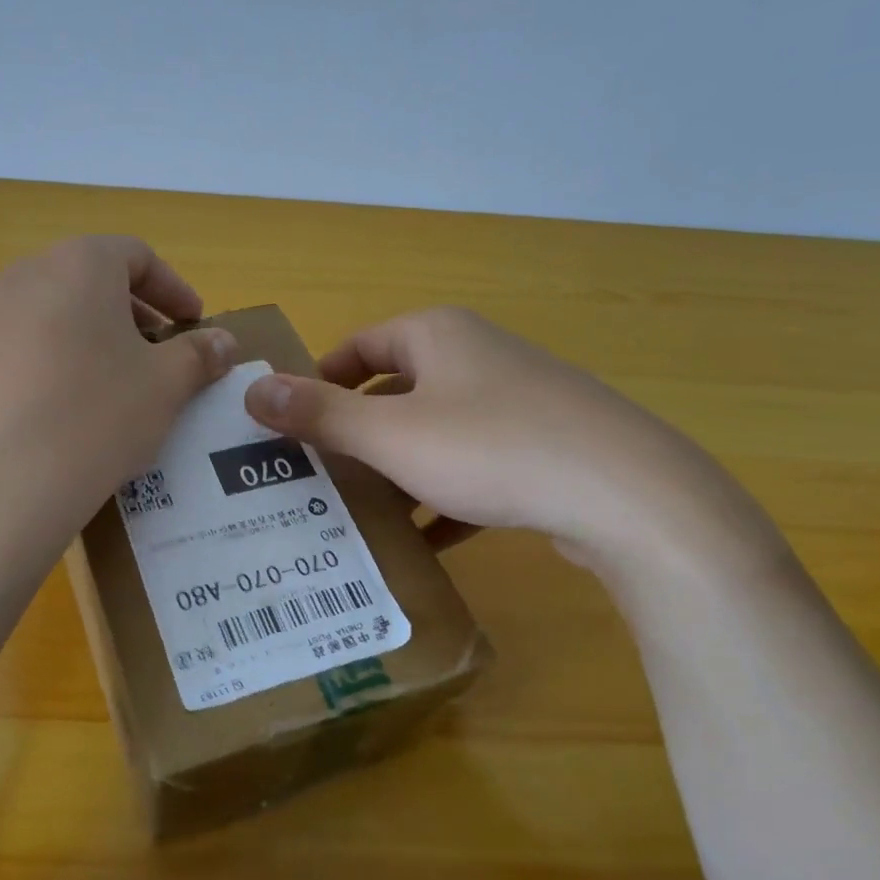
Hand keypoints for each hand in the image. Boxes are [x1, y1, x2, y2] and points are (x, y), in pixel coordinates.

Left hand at [0, 236, 237, 557]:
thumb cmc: (95, 417)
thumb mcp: (165, 387)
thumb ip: (199, 355)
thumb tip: (223, 341)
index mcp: (77, 266)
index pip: (135, 255)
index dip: (172, 288)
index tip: (193, 323)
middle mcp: (19, 279)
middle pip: (85, 283)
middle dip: (128, 316)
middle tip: (154, 356)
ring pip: (45, 320)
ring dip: (83, 343)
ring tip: (106, 391)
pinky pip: (10, 358)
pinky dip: (43, 373)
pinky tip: (55, 422)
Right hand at [242, 307, 773, 575]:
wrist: (627, 496)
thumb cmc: (492, 448)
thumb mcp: (392, 435)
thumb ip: (320, 414)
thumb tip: (252, 389)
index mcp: (437, 336)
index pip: (358, 347)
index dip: (320, 382)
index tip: (291, 428)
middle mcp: (476, 357)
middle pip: (395, 392)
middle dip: (357, 437)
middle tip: (318, 480)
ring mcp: (516, 403)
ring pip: (435, 435)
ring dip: (399, 474)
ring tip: (362, 517)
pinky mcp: (543, 449)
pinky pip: (475, 469)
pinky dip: (446, 499)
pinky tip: (428, 543)